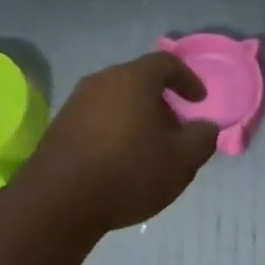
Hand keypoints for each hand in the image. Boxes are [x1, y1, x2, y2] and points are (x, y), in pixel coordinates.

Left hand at [21, 52, 218, 232]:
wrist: (59, 201)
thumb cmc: (129, 172)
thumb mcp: (182, 160)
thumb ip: (202, 138)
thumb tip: (205, 126)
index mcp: (133, 79)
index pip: (166, 63)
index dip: (188, 79)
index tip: (199, 101)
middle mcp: (101, 81)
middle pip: (138, 80)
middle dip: (161, 100)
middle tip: (176, 127)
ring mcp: (75, 103)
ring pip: (116, 100)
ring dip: (137, 116)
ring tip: (149, 147)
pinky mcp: (60, 127)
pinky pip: (97, 118)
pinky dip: (115, 130)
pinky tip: (121, 159)